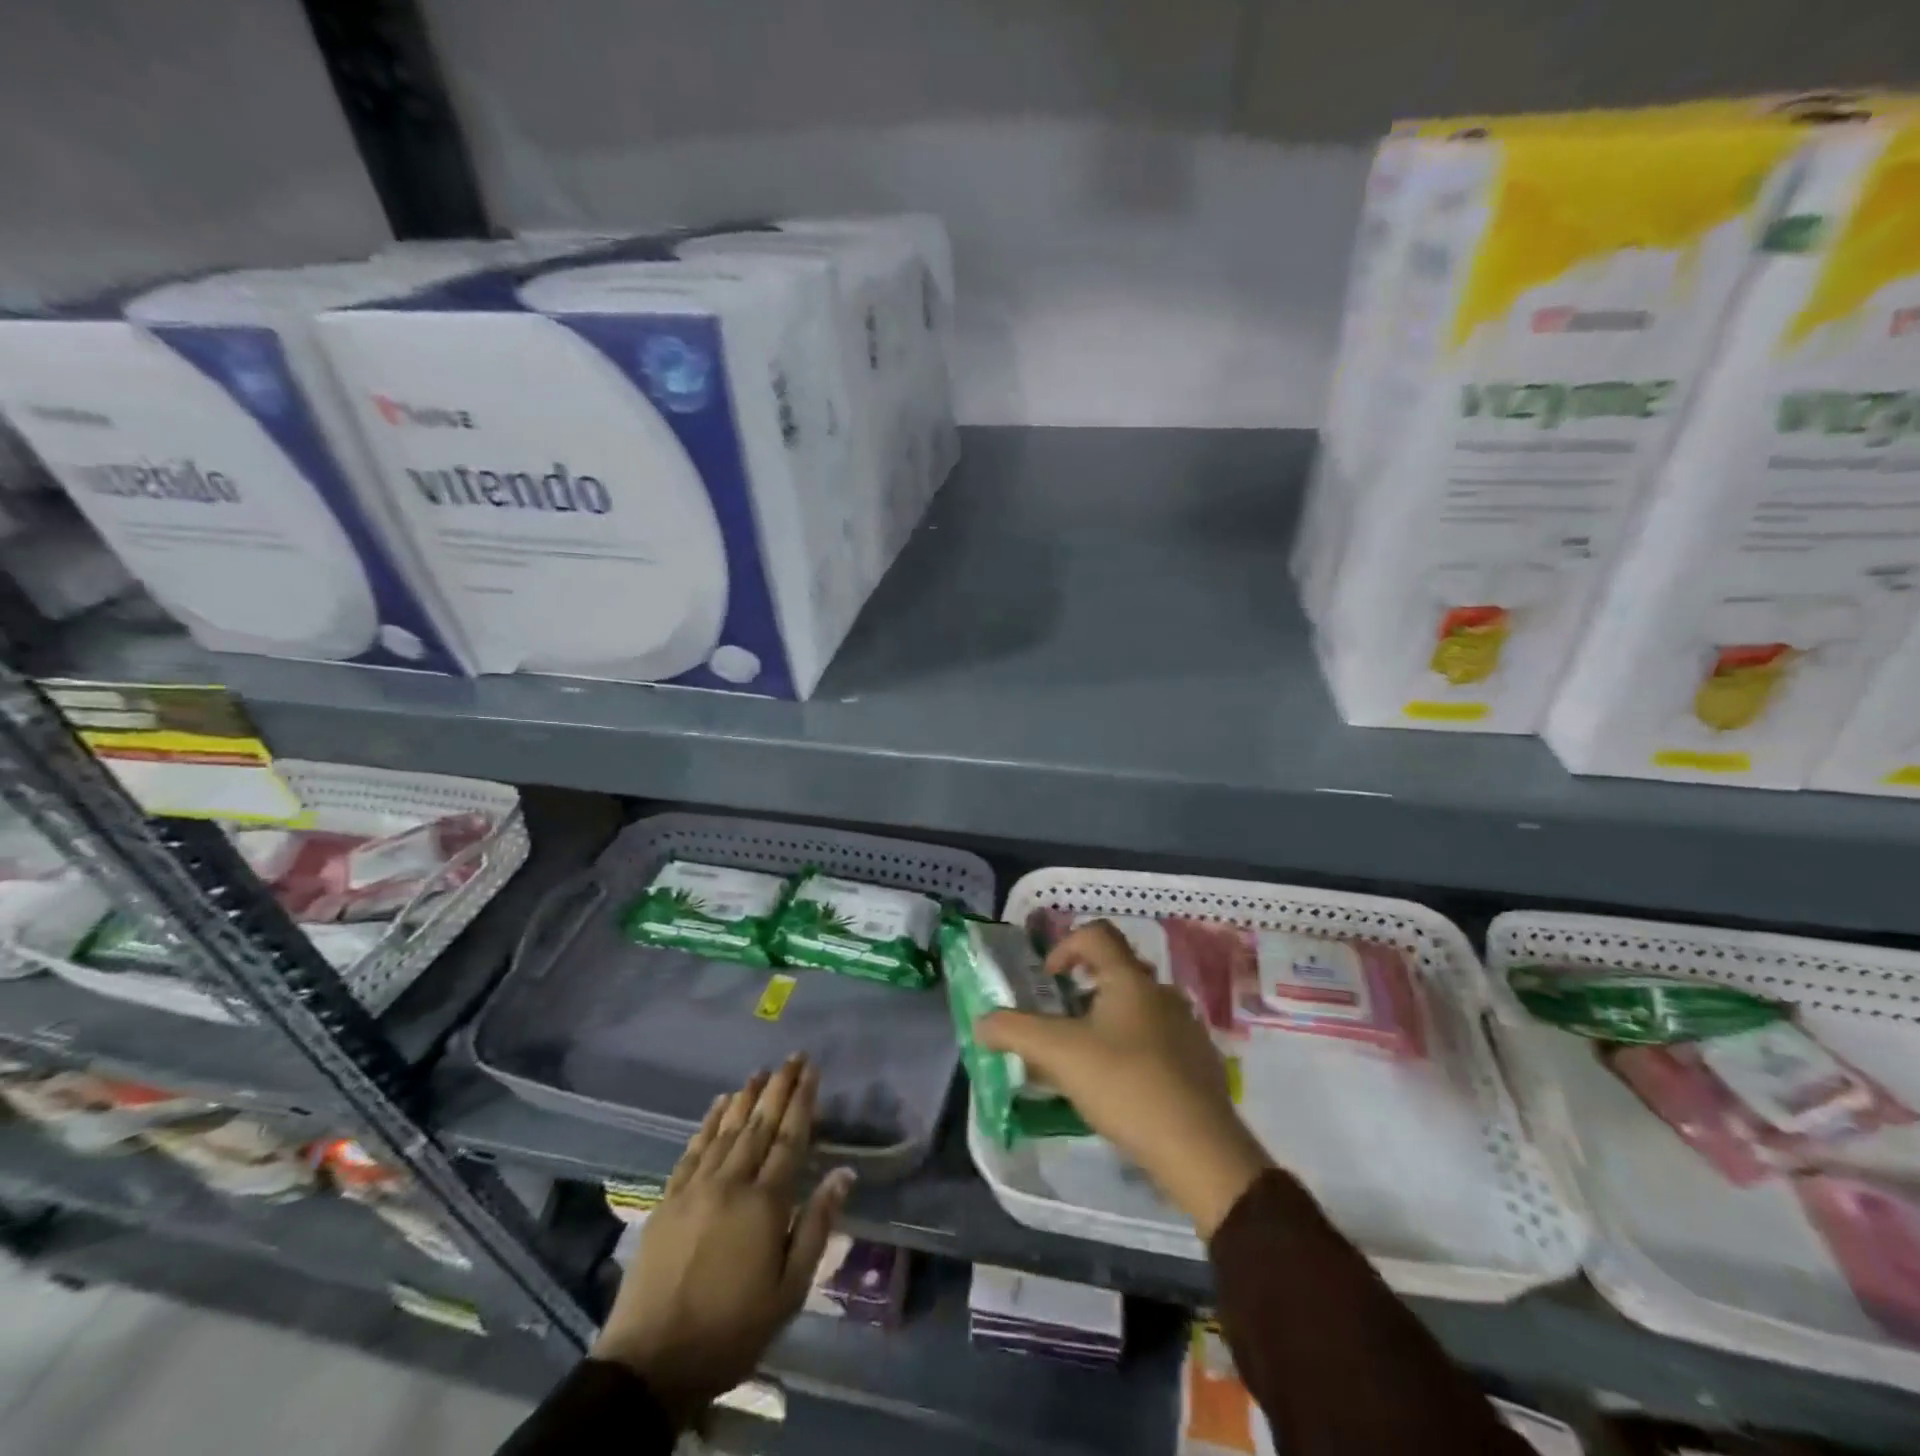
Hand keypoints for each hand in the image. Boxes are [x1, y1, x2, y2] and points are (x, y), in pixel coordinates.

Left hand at [593, 1056, 854, 1425]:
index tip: (812, 1071)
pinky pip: (693, 1149)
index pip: (790, 1138)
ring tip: (760, 1072)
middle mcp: (731, 1183)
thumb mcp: (789, 1292)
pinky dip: (708, 1123)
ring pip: (727, 1130)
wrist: (650, 1364)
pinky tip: (718, 1104)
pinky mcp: (668, 1200)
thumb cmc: (731, 1332)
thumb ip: (817, 1226)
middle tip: (793, 1057)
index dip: (802, 1101)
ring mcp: (695, 1188)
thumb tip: (843, 1173)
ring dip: (746, 1097)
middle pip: (760, 1124)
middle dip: (779, 1087)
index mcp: (765, 1204)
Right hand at [978, 920, 1270, 1237]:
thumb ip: (1015, 1032)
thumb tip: (982, 1023)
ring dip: (1107, 1022)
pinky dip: (1133, 1050)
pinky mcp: (1200, 1063)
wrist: (1199, 1149)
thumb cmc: (1125, 1085)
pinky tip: (1121, 1089)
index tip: (1048, 980)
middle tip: (1061, 1023)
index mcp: (1130, 979)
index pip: (1096, 934)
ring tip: (1086, 1061)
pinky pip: (1158, 1040)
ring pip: (1137, 1008)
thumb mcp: (1059, 1055)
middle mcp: (1161, 993)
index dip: (1065, 946)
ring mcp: (1186, 1027)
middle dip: (1083, 990)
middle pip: (1117, 971)